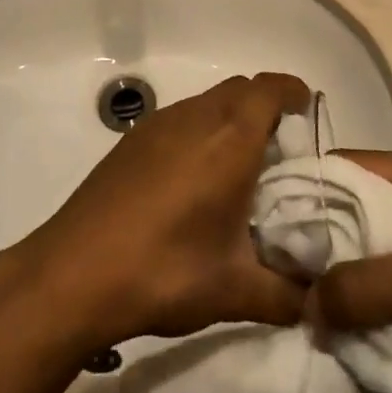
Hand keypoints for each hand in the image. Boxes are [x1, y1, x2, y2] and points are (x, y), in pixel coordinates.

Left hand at [12, 74, 311, 350]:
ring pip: (208, 101)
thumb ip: (288, 296)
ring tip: (239, 168)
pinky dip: (201, 130)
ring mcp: (158, 124)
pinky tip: (194, 180)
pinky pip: (181, 117)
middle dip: (267, 106)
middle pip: (241, 89)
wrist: (73, 273)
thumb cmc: (163, 271)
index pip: (269, 89)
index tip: (309, 112)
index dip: (293, 92)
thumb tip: (318, 304)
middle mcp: (195, 118)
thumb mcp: (234, 292)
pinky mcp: (132, 140)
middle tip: (281, 150)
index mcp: (229, 140)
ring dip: (231, 118)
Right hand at [309, 149, 391, 382]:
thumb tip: (304, 305)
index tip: (270, 223)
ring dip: (353, 262)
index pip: (345, 164)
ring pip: (380, 233)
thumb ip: (358, 289)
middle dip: (326, 233)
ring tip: (316, 292)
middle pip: (360, 199)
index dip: (306, 190)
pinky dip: (379, 279)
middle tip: (289, 266)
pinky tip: (360, 307)